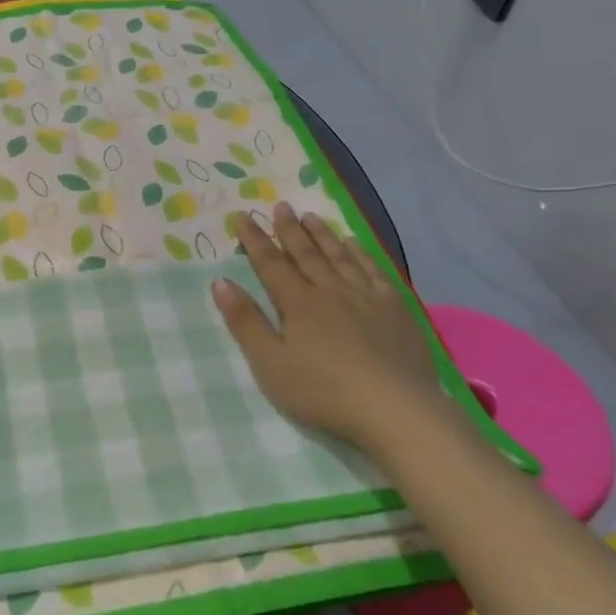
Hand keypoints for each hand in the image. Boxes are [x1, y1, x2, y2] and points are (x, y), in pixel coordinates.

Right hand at [211, 202, 440, 449]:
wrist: (395, 408)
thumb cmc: (323, 391)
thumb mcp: (270, 364)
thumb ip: (246, 322)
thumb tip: (221, 282)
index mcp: (298, 303)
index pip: (270, 264)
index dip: (255, 239)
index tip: (243, 216)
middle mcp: (330, 290)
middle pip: (306, 253)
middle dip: (289, 229)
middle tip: (280, 206)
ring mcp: (366, 297)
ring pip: (339, 256)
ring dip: (323, 235)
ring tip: (311, 216)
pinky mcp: (395, 309)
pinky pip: (374, 270)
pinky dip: (361, 254)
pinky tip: (354, 244)